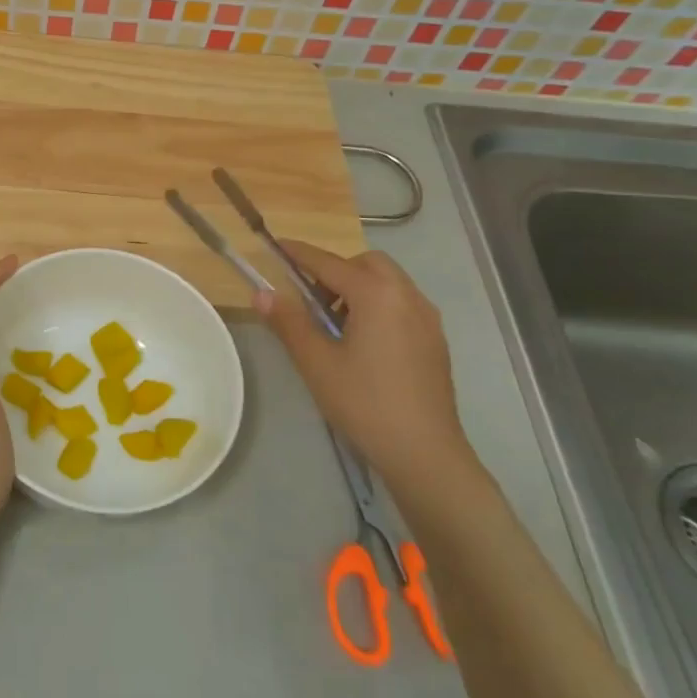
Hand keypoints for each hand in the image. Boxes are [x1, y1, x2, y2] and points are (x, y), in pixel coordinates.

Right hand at [257, 245, 472, 492]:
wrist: (425, 452)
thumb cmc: (364, 403)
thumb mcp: (316, 362)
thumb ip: (288, 322)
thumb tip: (261, 293)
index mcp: (377, 295)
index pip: (329, 263)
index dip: (300, 253)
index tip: (276, 245)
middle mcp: (407, 296)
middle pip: (366, 264)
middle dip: (336, 270)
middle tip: (310, 298)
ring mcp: (427, 318)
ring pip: (388, 283)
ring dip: (358, 288)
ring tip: (334, 324)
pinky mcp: (435, 340)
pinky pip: (402, 304)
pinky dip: (378, 305)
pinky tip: (363, 342)